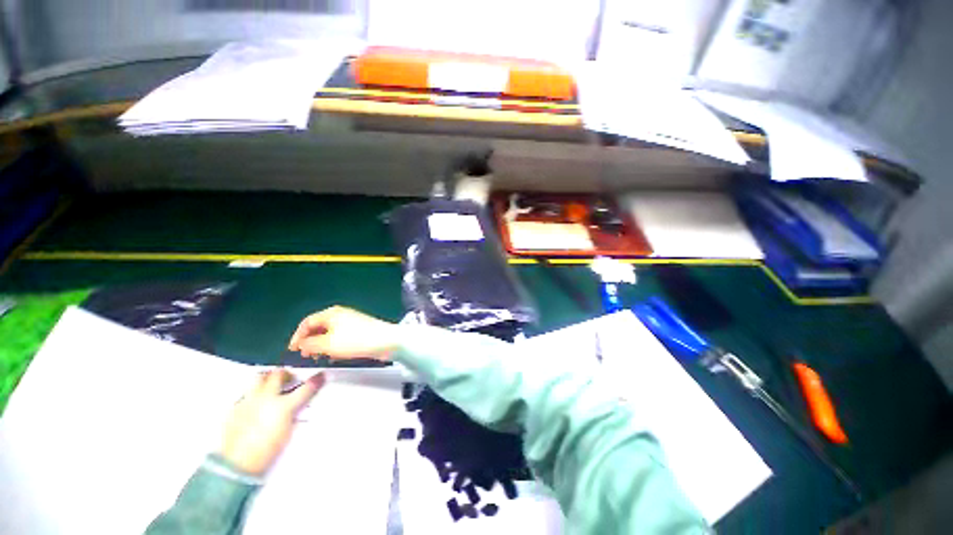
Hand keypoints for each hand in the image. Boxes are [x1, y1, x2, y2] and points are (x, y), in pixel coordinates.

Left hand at [219, 369, 324, 475]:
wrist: (236, 463)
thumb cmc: (266, 451)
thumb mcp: (287, 431)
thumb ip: (292, 413)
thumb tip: (295, 405)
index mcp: (283, 406)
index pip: (305, 389)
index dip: (315, 381)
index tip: (320, 376)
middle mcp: (266, 398)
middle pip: (278, 374)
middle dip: (286, 374)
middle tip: (289, 379)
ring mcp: (249, 401)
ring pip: (259, 377)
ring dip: (267, 378)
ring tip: (270, 385)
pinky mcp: (235, 407)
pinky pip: (246, 393)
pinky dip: (253, 394)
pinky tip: (254, 403)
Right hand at [288, 306, 398, 361]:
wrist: (386, 341)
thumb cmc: (356, 340)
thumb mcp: (328, 344)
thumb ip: (310, 344)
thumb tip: (300, 344)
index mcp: (331, 314)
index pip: (308, 322)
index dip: (297, 336)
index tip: (292, 350)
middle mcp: (340, 315)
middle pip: (319, 327)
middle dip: (309, 341)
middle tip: (305, 355)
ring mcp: (351, 322)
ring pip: (330, 333)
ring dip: (321, 345)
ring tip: (319, 357)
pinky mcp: (359, 331)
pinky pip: (340, 338)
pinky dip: (334, 346)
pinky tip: (334, 357)